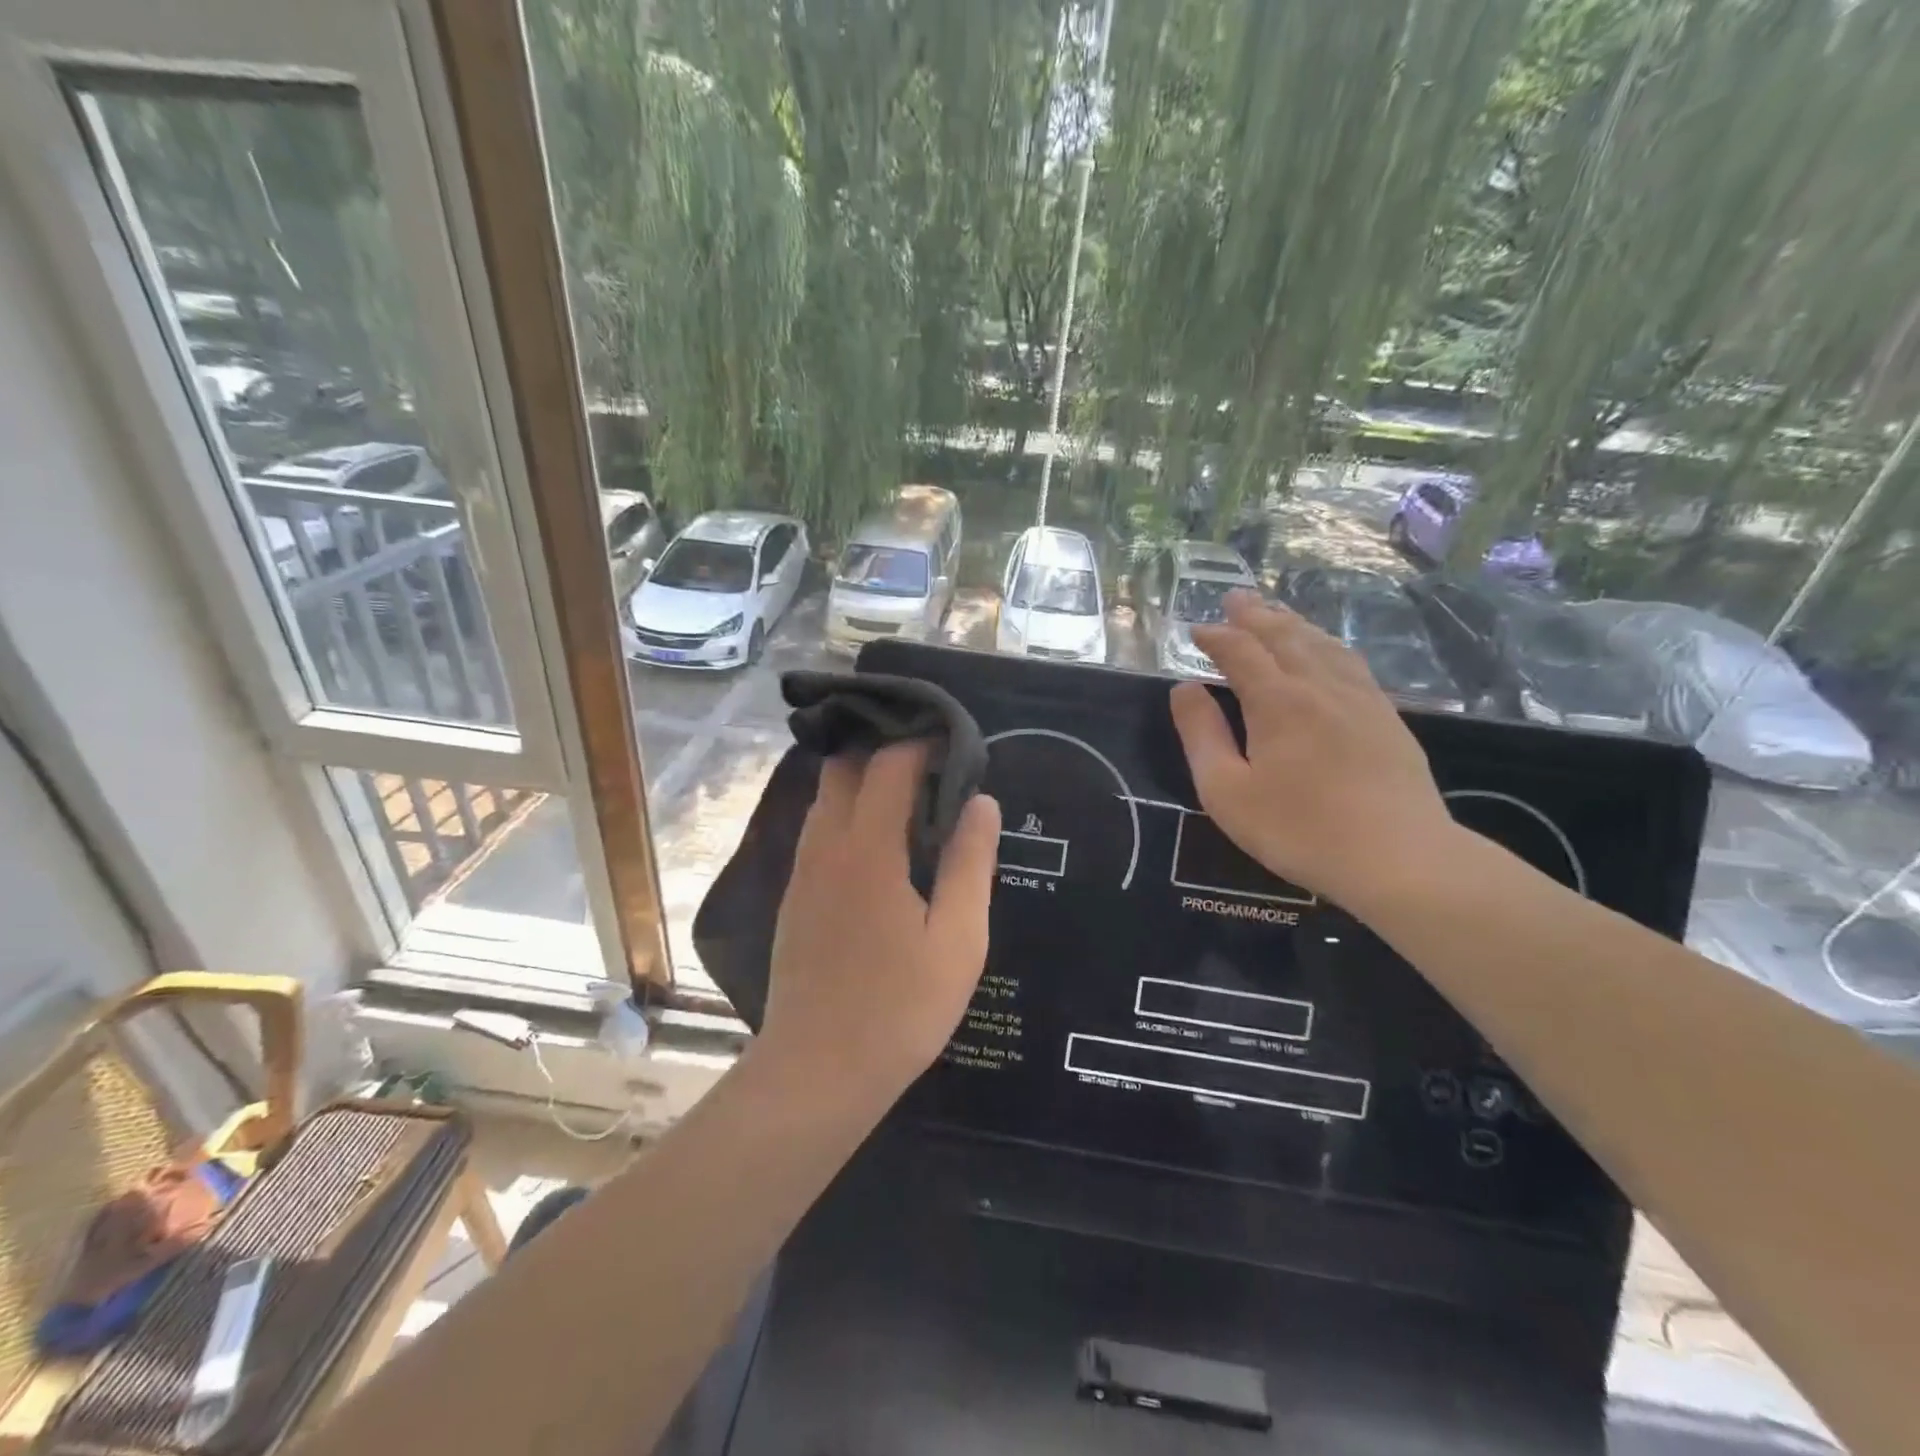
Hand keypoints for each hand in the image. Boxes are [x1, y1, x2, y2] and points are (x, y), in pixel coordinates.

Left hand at [760, 743, 1000, 1106]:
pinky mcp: (795, 896)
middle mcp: (825, 845)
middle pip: (844, 767)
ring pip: (826, 797)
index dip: (921, 743)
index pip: (888, 764)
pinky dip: (848, 812)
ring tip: (911, 797)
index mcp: (867, 848)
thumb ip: (971, 864)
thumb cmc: (899, 1009)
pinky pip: (819, 829)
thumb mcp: (958, 939)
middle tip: (931, 763)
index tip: (953, 744)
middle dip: (884, 750)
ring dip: (863, 781)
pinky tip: (880, 843)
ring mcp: (803, 871)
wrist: (816, 1072)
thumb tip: (981, 801)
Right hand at [1170, 590, 1456, 913]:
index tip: (1196, 629)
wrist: (1400, 858)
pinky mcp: (1387, 717)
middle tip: (1235, 597)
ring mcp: (1360, 698)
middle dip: (1255, 615)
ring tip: (1276, 612)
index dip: (1216, 636)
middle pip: (1284, 636)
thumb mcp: (1226, 790)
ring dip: (1293, 623)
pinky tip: (1327, 650)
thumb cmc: (1298, 829)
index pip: (1241, 652)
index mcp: (1277, 701)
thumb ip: (1201, 735)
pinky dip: (1327, 644)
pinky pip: (1350, 662)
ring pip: (1321, 644)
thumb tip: (1185, 688)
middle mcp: (1319, 686)